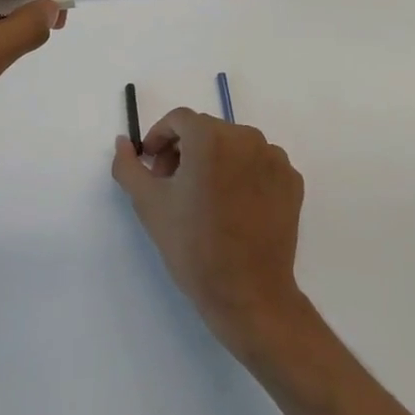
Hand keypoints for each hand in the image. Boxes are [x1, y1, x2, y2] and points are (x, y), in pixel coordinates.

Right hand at [111, 107, 309, 363]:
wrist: (248, 295)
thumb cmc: (194, 246)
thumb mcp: (149, 204)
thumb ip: (128, 166)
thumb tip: (122, 142)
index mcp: (210, 138)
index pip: (179, 120)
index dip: (159, 138)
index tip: (153, 167)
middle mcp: (246, 138)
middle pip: (206, 131)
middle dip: (185, 151)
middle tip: (173, 187)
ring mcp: (274, 158)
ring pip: (234, 146)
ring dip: (215, 161)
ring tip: (205, 199)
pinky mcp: (292, 181)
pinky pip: (259, 164)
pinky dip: (243, 174)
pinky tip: (234, 207)